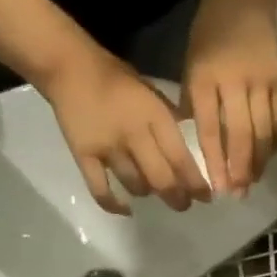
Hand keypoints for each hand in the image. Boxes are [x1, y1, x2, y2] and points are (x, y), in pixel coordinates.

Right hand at [42, 49, 210, 214]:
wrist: (70, 68)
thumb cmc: (117, 78)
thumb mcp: (153, 93)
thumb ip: (170, 119)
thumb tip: (192, 143)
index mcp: (154, 116)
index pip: (181, 158)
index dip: (195, 183)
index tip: (206, 197)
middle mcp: (134, 135)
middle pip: (161, 178)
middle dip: (177, 198)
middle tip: (183, 205)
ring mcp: (108, 148)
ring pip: (136, 185)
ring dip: (149, 194)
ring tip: (153, 193)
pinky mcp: (84, 156)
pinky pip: (100, 189)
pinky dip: (114, 204)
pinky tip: (126, 209)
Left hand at [184, 3, 276, 196]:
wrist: (243, 1)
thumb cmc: (208, 36)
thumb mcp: (190, 65)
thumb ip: (195, 104)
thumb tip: (198, 145)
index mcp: (205, 77)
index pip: (211, 127)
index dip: (215, 160)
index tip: (216, 187)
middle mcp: (236, 81)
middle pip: (242, 133)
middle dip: (240, 168)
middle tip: (238, 193)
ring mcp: (262, 81)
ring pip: (264, 130)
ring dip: (259, 160)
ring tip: (252, 182)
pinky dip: (274, 141)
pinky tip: (268, 158)